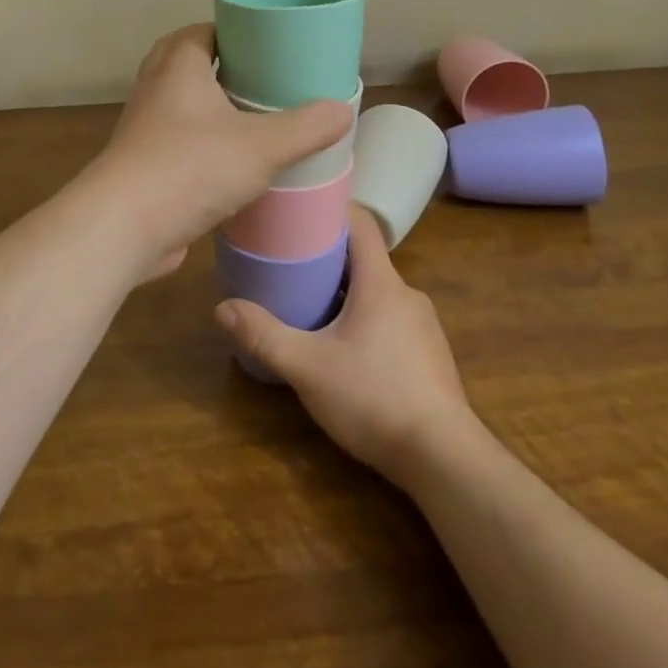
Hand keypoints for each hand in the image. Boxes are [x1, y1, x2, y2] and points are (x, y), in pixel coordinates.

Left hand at [91, 24, 351, 279]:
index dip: (231, 31)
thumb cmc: (191, 168)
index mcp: (178, 68)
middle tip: (260, 79)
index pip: (201, 31)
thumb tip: (342, 110)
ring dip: (207, 107)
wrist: (123, 227)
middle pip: (185, 63)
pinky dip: (198, 145)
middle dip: (219, 67)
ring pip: (177, 105)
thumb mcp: (261, 146)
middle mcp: (154, 91)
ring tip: (250, 118)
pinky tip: (229, 164)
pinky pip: (173, 143)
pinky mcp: (141, 167)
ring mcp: (143, 130)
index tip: (265, 43)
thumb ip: (306, 128)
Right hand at [214, 206, 479, 487]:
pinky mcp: (428, 355)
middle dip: (327, 256)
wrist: (445, 459)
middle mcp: (406, 294)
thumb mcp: (307, 367)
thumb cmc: (374, 398)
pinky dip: (362, 318)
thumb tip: (222, 308)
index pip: (361, 223)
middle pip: (364, 258)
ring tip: (307, 303)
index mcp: (381, 282)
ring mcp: (422, 325)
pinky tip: (341, 347)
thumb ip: (264, 336)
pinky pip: (389, 319)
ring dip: (344, 291)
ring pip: (376, 291)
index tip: (299, 208)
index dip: (331, 208)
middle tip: (287, 261)